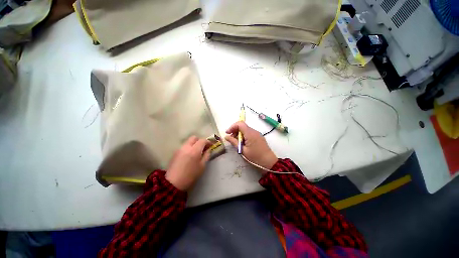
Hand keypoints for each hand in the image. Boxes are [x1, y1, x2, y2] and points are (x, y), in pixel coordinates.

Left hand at [165, 136, 211, 190]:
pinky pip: (184, 146)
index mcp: (194, 150)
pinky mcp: (175, 152)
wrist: (173, 183)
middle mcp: (186, 147)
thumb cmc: (190, 175)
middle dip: (200, 141)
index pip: (202, 140)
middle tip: (203, 147)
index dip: (208, 142)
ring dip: (194, 144)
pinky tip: (190, 155)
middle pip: (194, 138)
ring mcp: (180, 149)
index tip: (211, 146)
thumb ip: (206, 156)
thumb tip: (208, 150)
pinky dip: (189, 147)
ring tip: (196, 152)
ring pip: (188, 141)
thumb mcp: (202, 166)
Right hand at [225, 122, 277, 172]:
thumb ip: (234, 142)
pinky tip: (243, 143)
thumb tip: (226, 137)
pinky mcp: (258, 136)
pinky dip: (244, 135)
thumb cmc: (255, 157)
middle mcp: (254, 131)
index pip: (240, 124)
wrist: (269, 161)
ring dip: (239, 133)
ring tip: (236, 142)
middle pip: (242, 126)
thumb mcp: (243, 150)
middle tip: (231, 139)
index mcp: (250, 133)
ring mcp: (257, 133)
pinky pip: (249, 133)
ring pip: (245, 129)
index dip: (232, 126)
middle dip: (235, 130)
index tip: (228, 133)